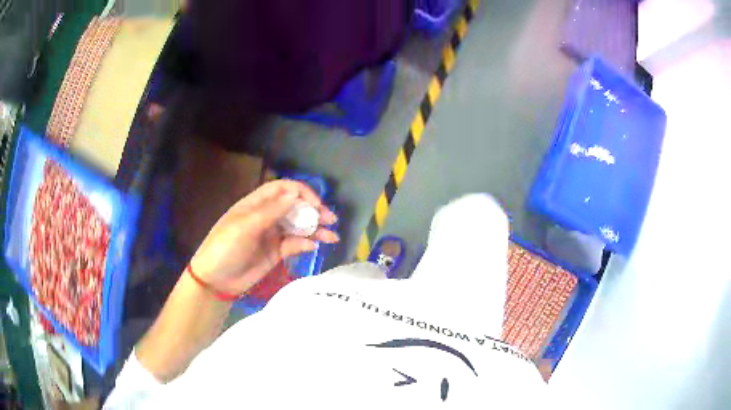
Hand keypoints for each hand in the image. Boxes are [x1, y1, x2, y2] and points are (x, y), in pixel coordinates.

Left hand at [189, 180, 338, 295]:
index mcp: (256, 203)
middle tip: (331, 220)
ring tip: (332, 236)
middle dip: (314, 211)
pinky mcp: (276, 252)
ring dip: (315, 229)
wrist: (216, 279)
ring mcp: (272, 235)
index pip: (283, 189)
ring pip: (298, 226)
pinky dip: (306, 244)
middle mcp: (267, 216)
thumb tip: (296, 195)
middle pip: (295, 207)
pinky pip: (295, 244)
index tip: (316, 205)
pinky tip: (314, 247)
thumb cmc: (226, 247)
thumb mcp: (246, 226)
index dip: (302, 192)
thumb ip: (272, 211)